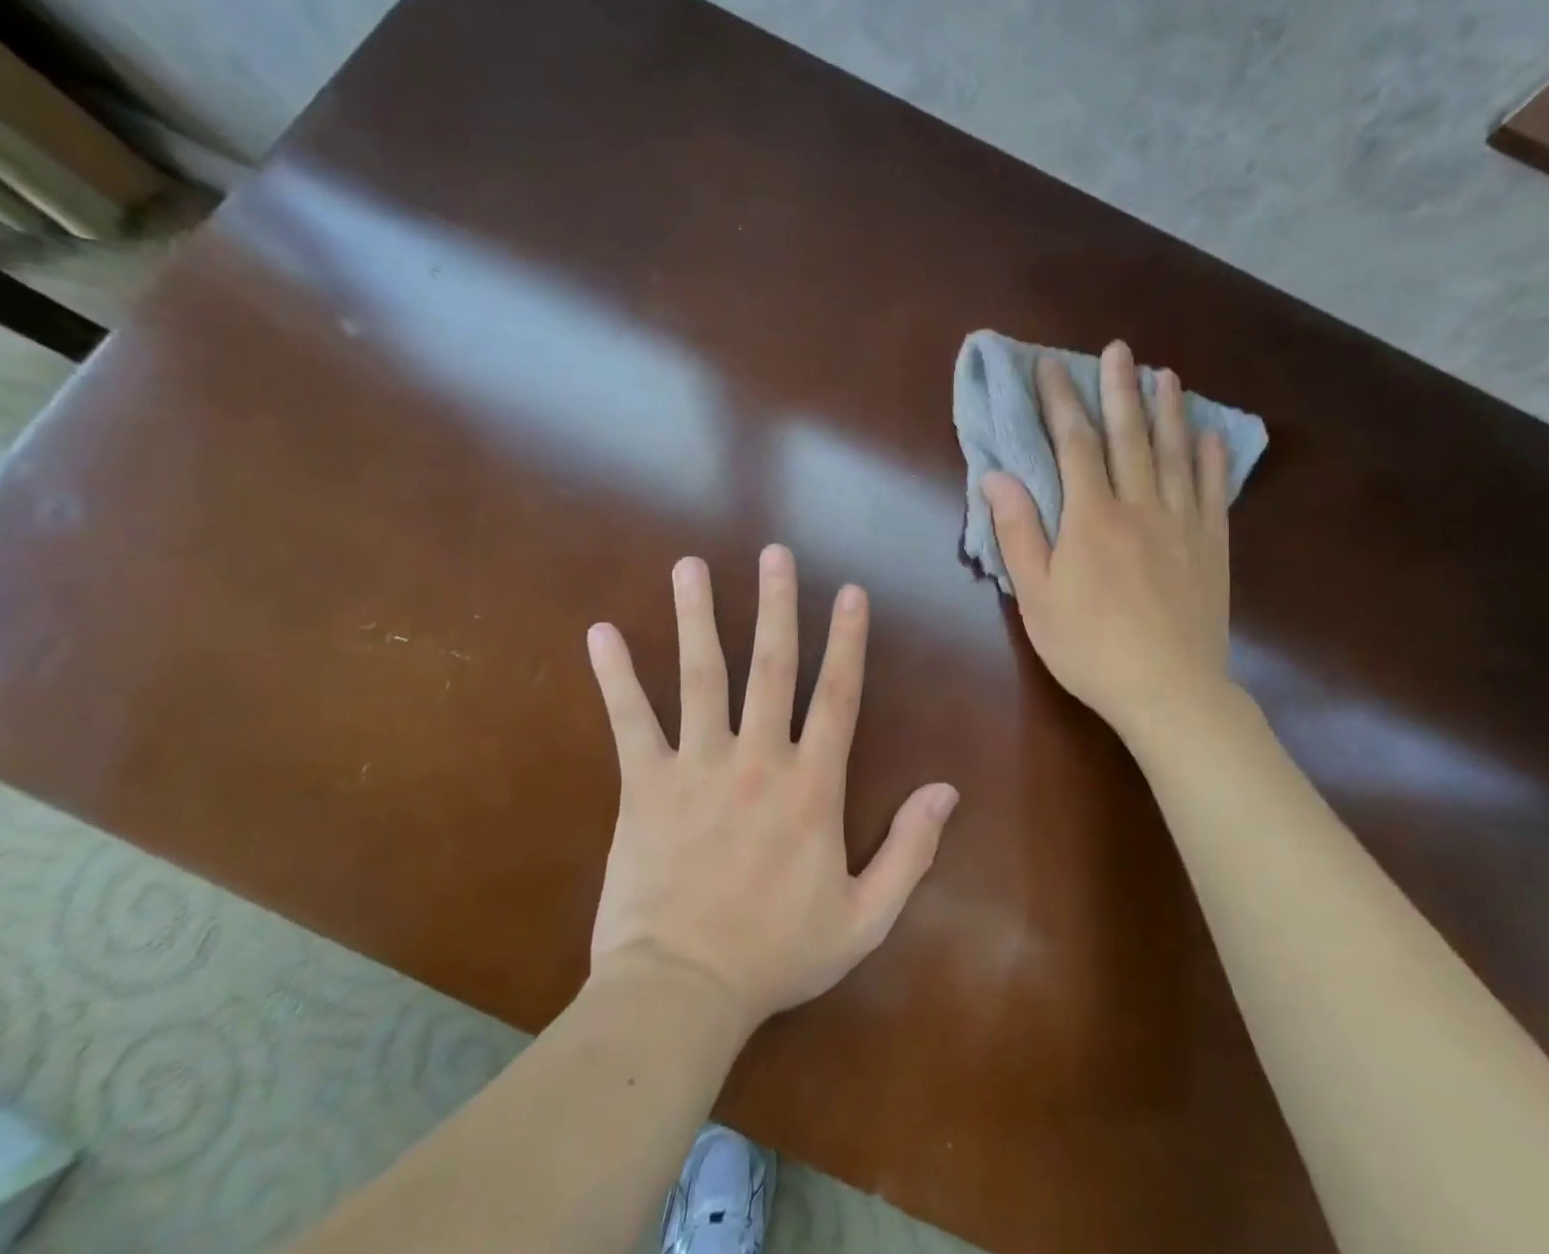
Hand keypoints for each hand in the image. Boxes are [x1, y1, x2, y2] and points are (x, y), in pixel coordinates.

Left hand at [584, 547, 958, 1028]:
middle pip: (770, 667)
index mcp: (812, 787)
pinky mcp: (646, 785)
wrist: (681, 995)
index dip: (847, 640)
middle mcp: (757, 760)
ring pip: (701, 677)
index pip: (837, 696)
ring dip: (697, 617)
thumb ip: (910, 850)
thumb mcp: (864, 917)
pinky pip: (630, 721)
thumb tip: (947, 790)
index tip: (850, 591)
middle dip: (776, 605)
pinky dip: (615, 677)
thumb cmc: (776, 955)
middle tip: (775, 553)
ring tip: (690, 566)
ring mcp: (697, 766)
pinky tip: (601, 633)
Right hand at [984, 341, 1231, 737]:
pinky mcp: (1211, 546)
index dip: (1060, 402)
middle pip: (1129, 436)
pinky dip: (1211, 459)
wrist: (1170, 690)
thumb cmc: (1090, 647)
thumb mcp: (1037, 597)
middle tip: (1119, 350)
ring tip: (1165, 375)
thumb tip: (997, 476)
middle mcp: (1139, 506)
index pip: (1074, 444)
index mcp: (1091, 517)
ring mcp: (1182, 524)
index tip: (1050, 367)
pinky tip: (1210, 435)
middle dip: (1119, 389)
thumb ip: (1019, 532)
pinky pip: (1212, 491)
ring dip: (1168, 411)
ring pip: (1175, 453)